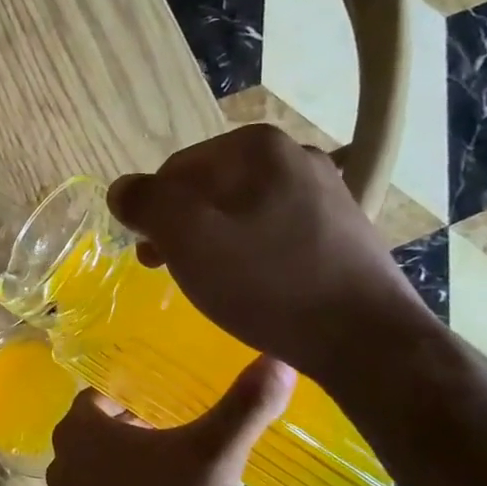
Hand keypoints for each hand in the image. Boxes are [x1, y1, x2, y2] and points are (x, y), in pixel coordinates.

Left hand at [47, 356, 294, 485]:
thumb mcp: (213, 456)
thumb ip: (244, 407)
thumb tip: (279, 359)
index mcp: (80, 424)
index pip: (111, 387)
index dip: (145, 386)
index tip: (182, 388)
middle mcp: (64, 452)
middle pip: (110, 421)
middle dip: (148, 418)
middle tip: (194, 417)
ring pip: (110, 457)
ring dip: (143, 454)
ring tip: (190, 455)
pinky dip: (137, 485)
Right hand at [107, 125, 435, 387]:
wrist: (365, 339)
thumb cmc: (266, 281)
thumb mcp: (187, 237)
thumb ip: (144, 202)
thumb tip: (121, 190)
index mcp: (257, 146)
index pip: (175, 169)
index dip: (152, 211)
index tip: (149, 254)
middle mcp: (295, 155)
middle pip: (208, 187)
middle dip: (181, 226)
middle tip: (168, 269)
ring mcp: (324, 191)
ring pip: (240, 210)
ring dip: (212, 241)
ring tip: (208, 281)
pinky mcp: (340, 228)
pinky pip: (272, 231)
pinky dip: (250, 253)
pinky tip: (251, 286)